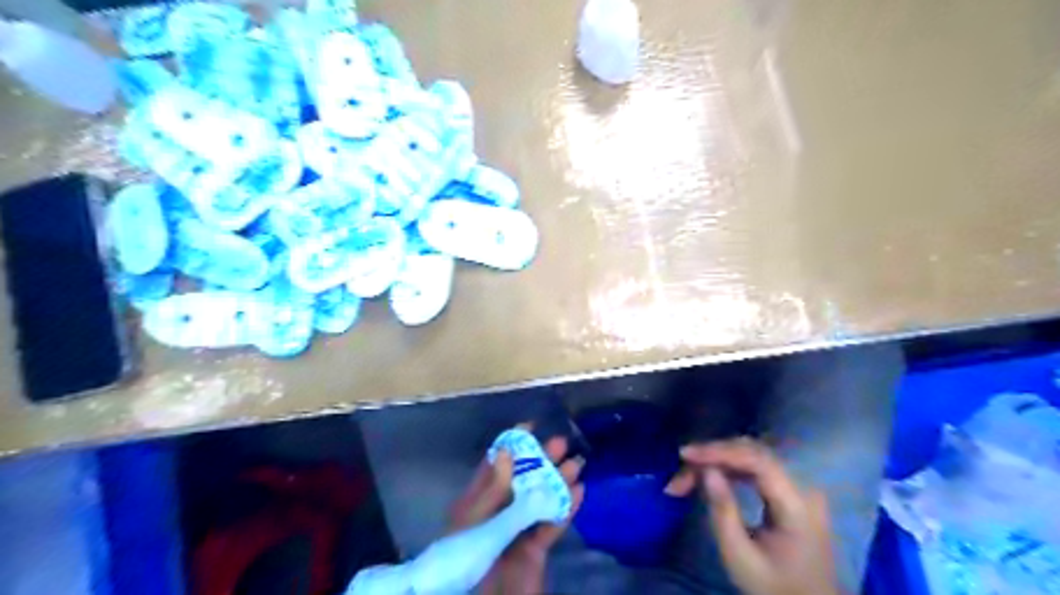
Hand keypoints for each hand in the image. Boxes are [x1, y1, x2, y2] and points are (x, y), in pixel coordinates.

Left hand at [445, 429, 581, 594]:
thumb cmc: (467, 563)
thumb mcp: (476, 524)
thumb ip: (495, 491)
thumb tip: (505, 451)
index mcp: (475, 505)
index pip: (494, 467)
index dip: (511, 445)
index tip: (530, 427)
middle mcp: (496, 514)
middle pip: (522, 481)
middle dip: (541, 460)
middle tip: (561, 442)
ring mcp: (516, 532)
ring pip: (540, 500)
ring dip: (558, 481)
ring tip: (577, 462)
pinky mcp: (534, 552)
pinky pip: (551, 526)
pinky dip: (565, 508)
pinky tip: (578, 491)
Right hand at [669, 436, 836, 594]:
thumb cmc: (773, 586)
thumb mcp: (740, 556)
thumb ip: (723, 511)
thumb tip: (706, 470)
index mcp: (797, 505)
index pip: (757, 460)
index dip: (719, 451)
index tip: (685, 455)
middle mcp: (803, 487)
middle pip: (753, 452)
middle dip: (713, 455)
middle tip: (680, 473)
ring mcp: (799, 486)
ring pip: (752, 455)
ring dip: (717, 459)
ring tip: (687, 475)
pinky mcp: (791, 489)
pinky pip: (756, 465)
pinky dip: (729, 466)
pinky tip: (709, 474)